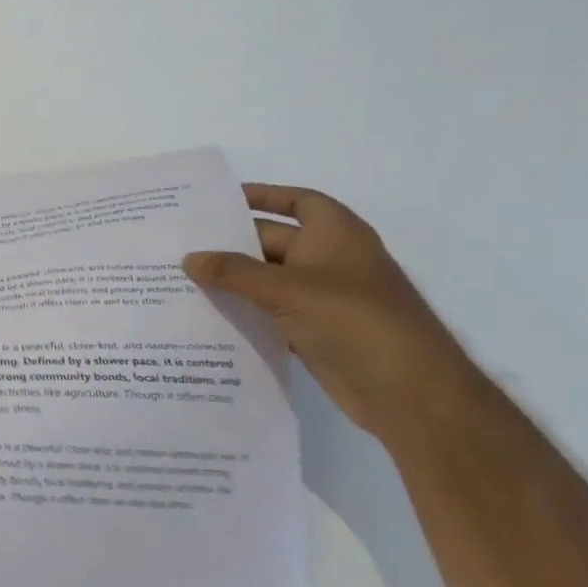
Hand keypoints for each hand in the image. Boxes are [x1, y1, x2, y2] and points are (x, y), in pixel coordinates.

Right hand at [183, 184, 484, 440]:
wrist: (406, 390)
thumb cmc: (353, 320)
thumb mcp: (286, 289)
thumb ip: (233, 272)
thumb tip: (189, 258)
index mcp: (336, 235)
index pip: (298, 201)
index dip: (264, 196)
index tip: (220, 201)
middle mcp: (330, 261)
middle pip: (273, 242)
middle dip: (231, 243)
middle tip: (181, 244)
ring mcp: (323, 299)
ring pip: (267, 281)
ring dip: (232, 281)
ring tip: (181, 279)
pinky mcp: (314, 332)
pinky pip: (270, 313)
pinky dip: (243, 312)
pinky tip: (205, 316)